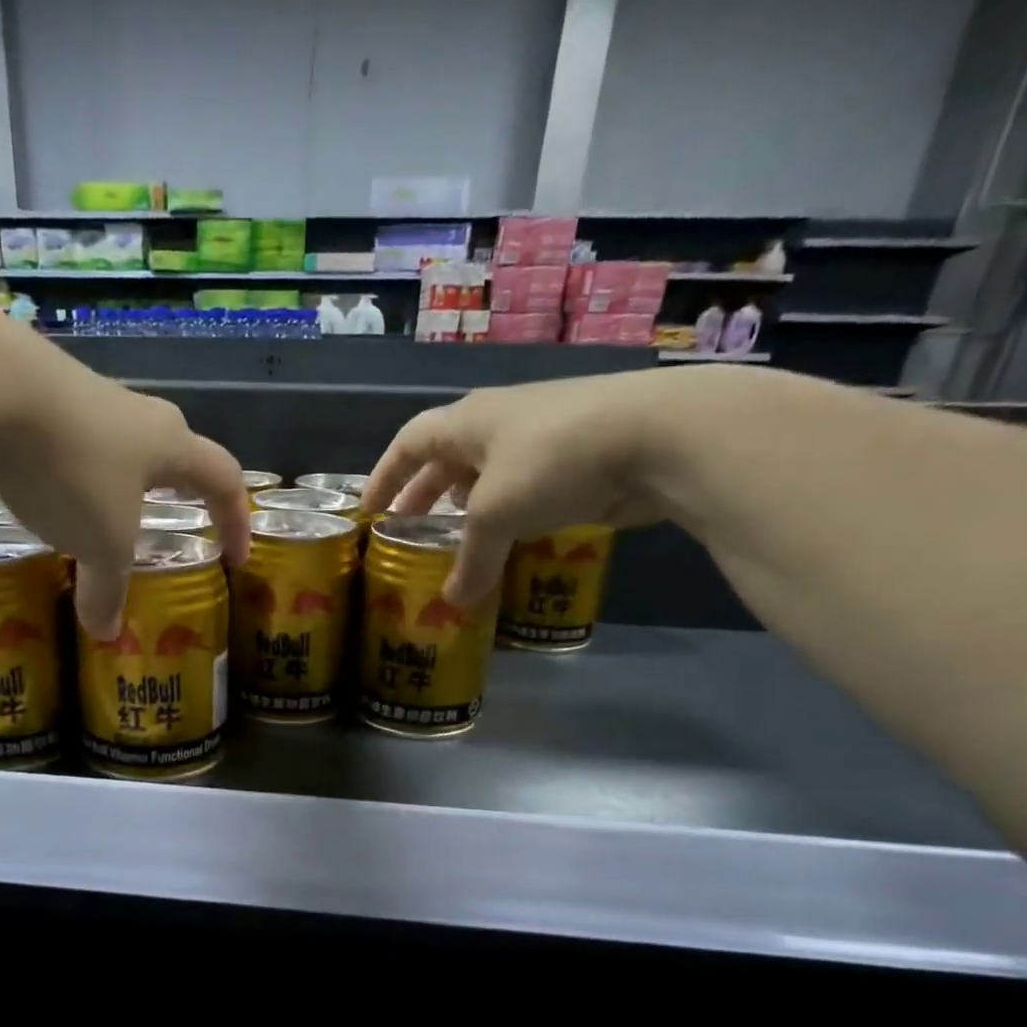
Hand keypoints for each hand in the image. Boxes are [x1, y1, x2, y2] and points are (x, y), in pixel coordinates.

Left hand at [0, 327, 250, 636]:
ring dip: (114, 483)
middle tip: (173, 520)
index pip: (223, 479)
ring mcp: (80, 400)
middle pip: (170, 451)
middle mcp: (132, 414)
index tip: (235, 560)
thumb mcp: (100, 543)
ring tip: (100, 518)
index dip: (236, 521)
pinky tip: (39, 498)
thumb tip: (106, 633)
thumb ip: (107, 590)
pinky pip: (62, 446)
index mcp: (168, 443)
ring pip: (112, 447)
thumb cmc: (73, 469)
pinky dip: (63, 477)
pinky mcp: (30, 400)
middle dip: (176, 489)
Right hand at [360, 367, 742, 606]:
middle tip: (407, 531)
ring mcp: (541, 440)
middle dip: (424, 494)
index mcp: (469, 421)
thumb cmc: (552, 460)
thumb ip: (471, 561)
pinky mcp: (577, 461)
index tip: (369, 510)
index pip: (410, 442)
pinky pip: (526, 491)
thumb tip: (454, 605)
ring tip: (455, 540)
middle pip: (447, 458)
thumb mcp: (497, 515)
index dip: (384, 475)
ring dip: (468, 507)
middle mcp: (500, 423)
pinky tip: (509, 541)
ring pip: (489, 475)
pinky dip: (509, 516)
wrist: (657, 435)